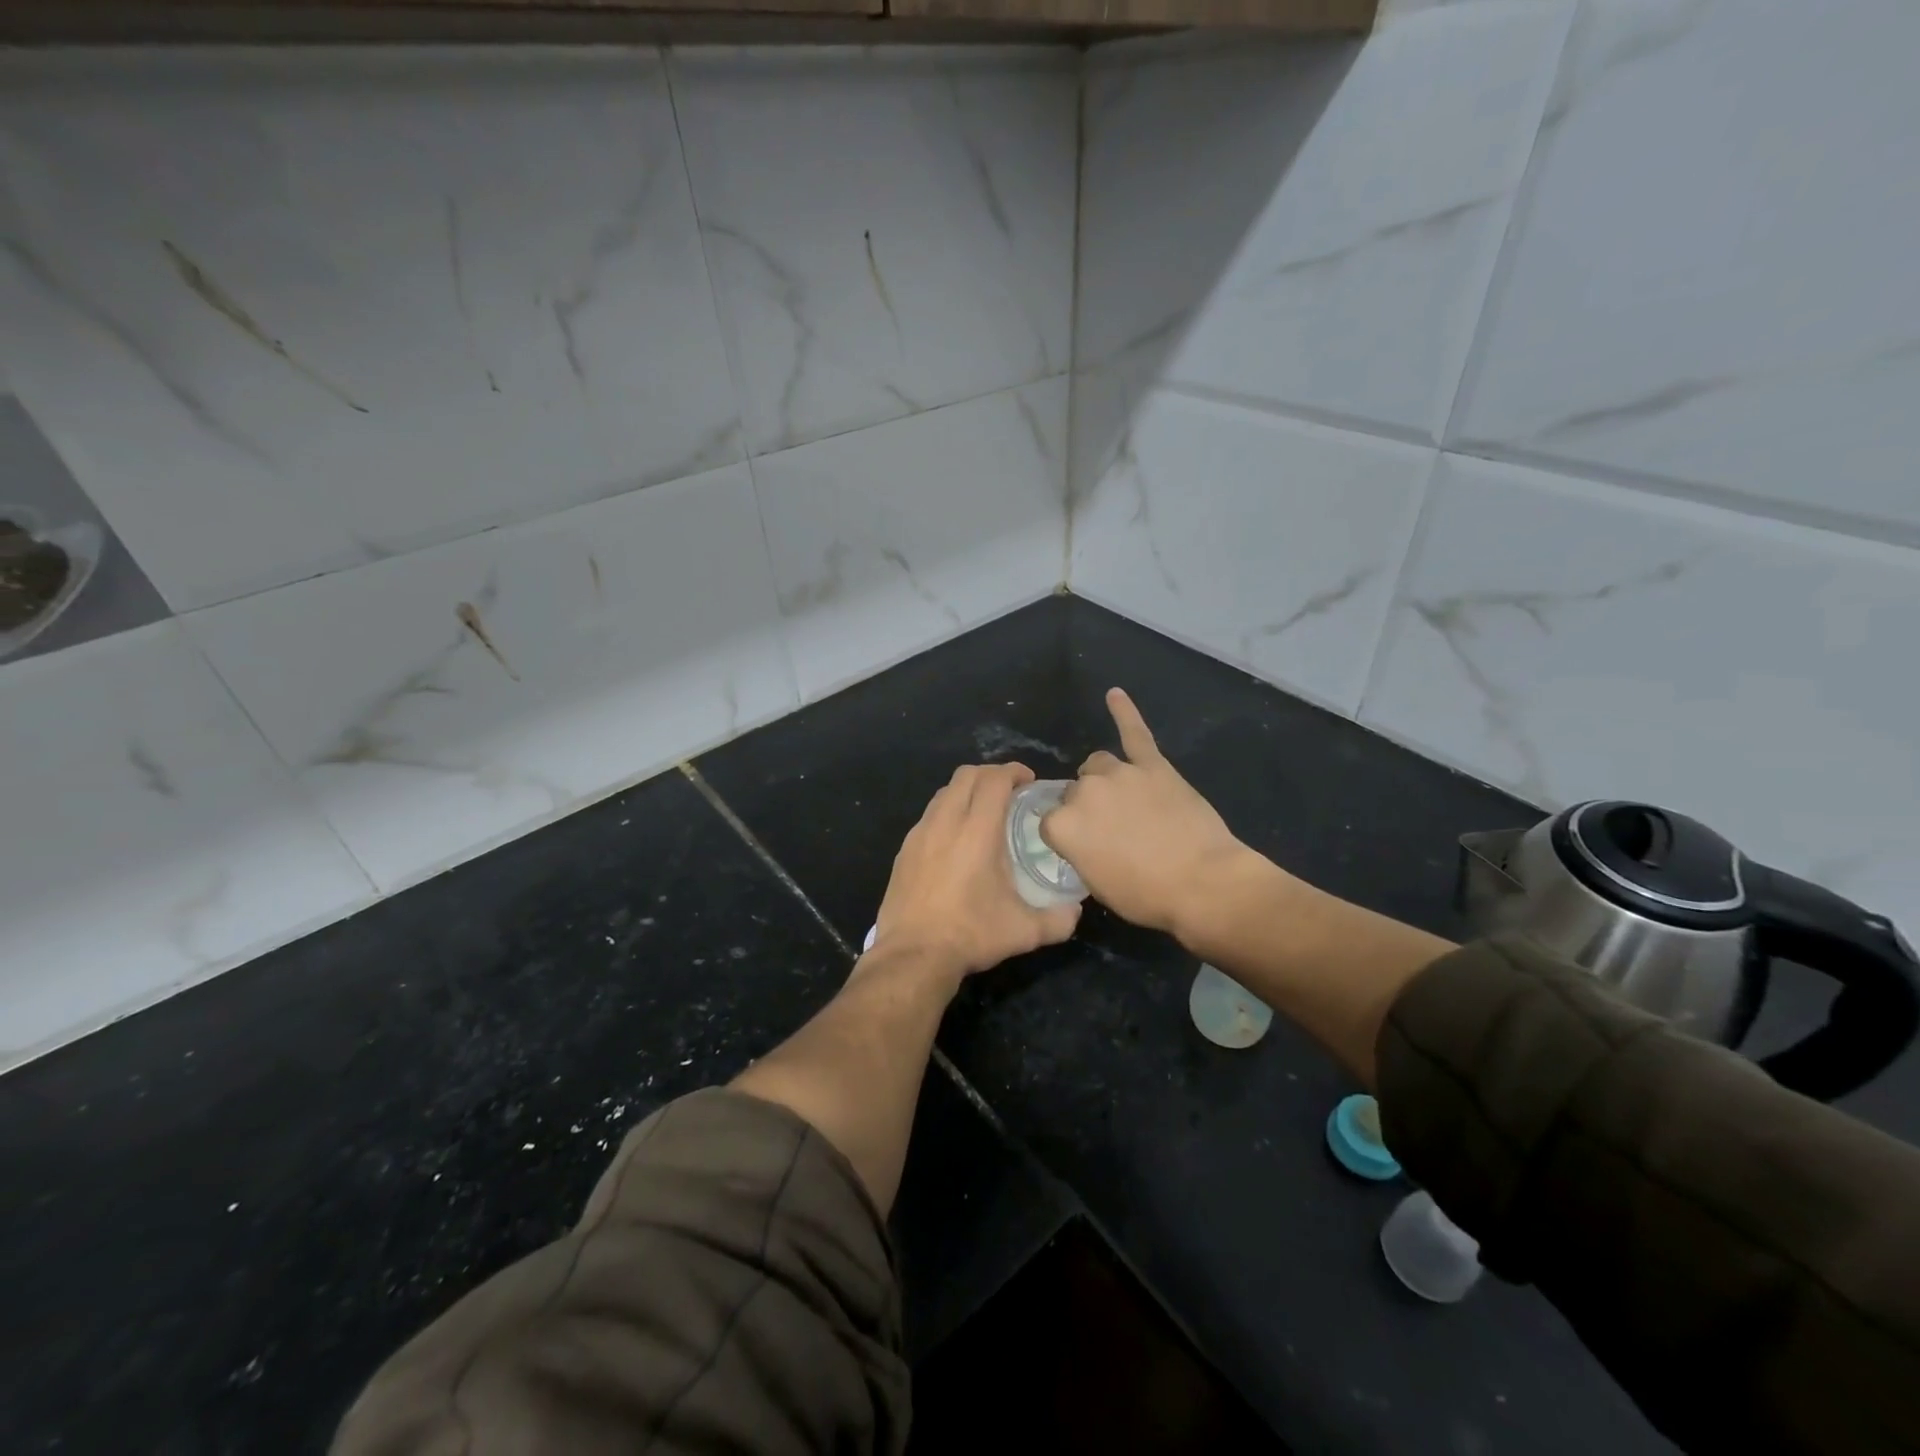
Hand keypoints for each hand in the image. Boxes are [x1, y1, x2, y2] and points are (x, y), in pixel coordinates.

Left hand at [870, 762, 1082, 978]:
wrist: (912, 955)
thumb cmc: (970, 935)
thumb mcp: (1024, 932)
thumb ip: (1058, 920)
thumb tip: (1076, 911)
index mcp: (977, 831)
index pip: (994, 780)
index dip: (1013, 771)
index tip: (1028, 780)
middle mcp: (945, 822)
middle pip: (966, 775)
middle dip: (990, 774)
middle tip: (1009, 791)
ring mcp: (919, 834)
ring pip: (943, 793)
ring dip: (965, 792)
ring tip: (982, 812)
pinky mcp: (903, 850)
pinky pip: (928, 816)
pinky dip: (946, 813)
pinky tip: (955, 841)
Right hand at [1040, 688, 1249, 938]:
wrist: (1203, 883)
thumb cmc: (1146, 895)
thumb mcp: (1096, 884)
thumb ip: (1080, 850)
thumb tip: (1084, 836)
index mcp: (1063, 825)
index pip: (1051, 821)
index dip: (1068, 835)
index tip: (1085, 847)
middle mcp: (1084, 791)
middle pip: (1075, 791)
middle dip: (1088, 807)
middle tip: (1113, 831)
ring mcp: (1120, 773)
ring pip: (1099, 764)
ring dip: (1105, 778)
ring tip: (1125, 799)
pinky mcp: (1153, 765)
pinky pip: (1134, 732)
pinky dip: (1124, 712)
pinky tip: (1114, 694)